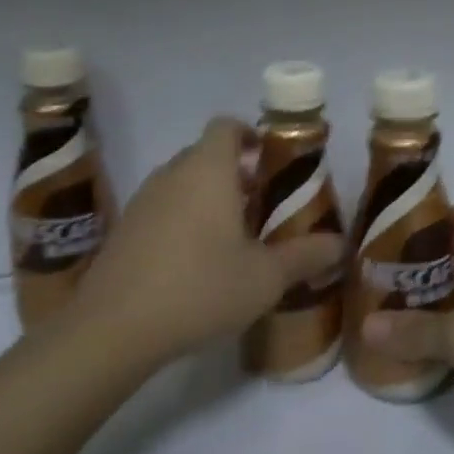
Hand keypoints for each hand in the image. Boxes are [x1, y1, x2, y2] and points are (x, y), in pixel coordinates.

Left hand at [77, 117, 344, 364]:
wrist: (114, 327)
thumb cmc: (200, 288)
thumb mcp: (265, 277)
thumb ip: (305, 256)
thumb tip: (340, 245)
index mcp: (208, 170)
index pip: (226, 126)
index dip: (250, 134)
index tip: (271, 161)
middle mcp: (173, 173)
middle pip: (206, 154)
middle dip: (236, 172)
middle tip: (262, 205)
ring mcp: (143, 200)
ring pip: (182, 182)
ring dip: (208, 196)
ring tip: (233, 236)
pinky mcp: (124, 228)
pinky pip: (162, 207)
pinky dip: (183, 218)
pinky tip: (196, 262)